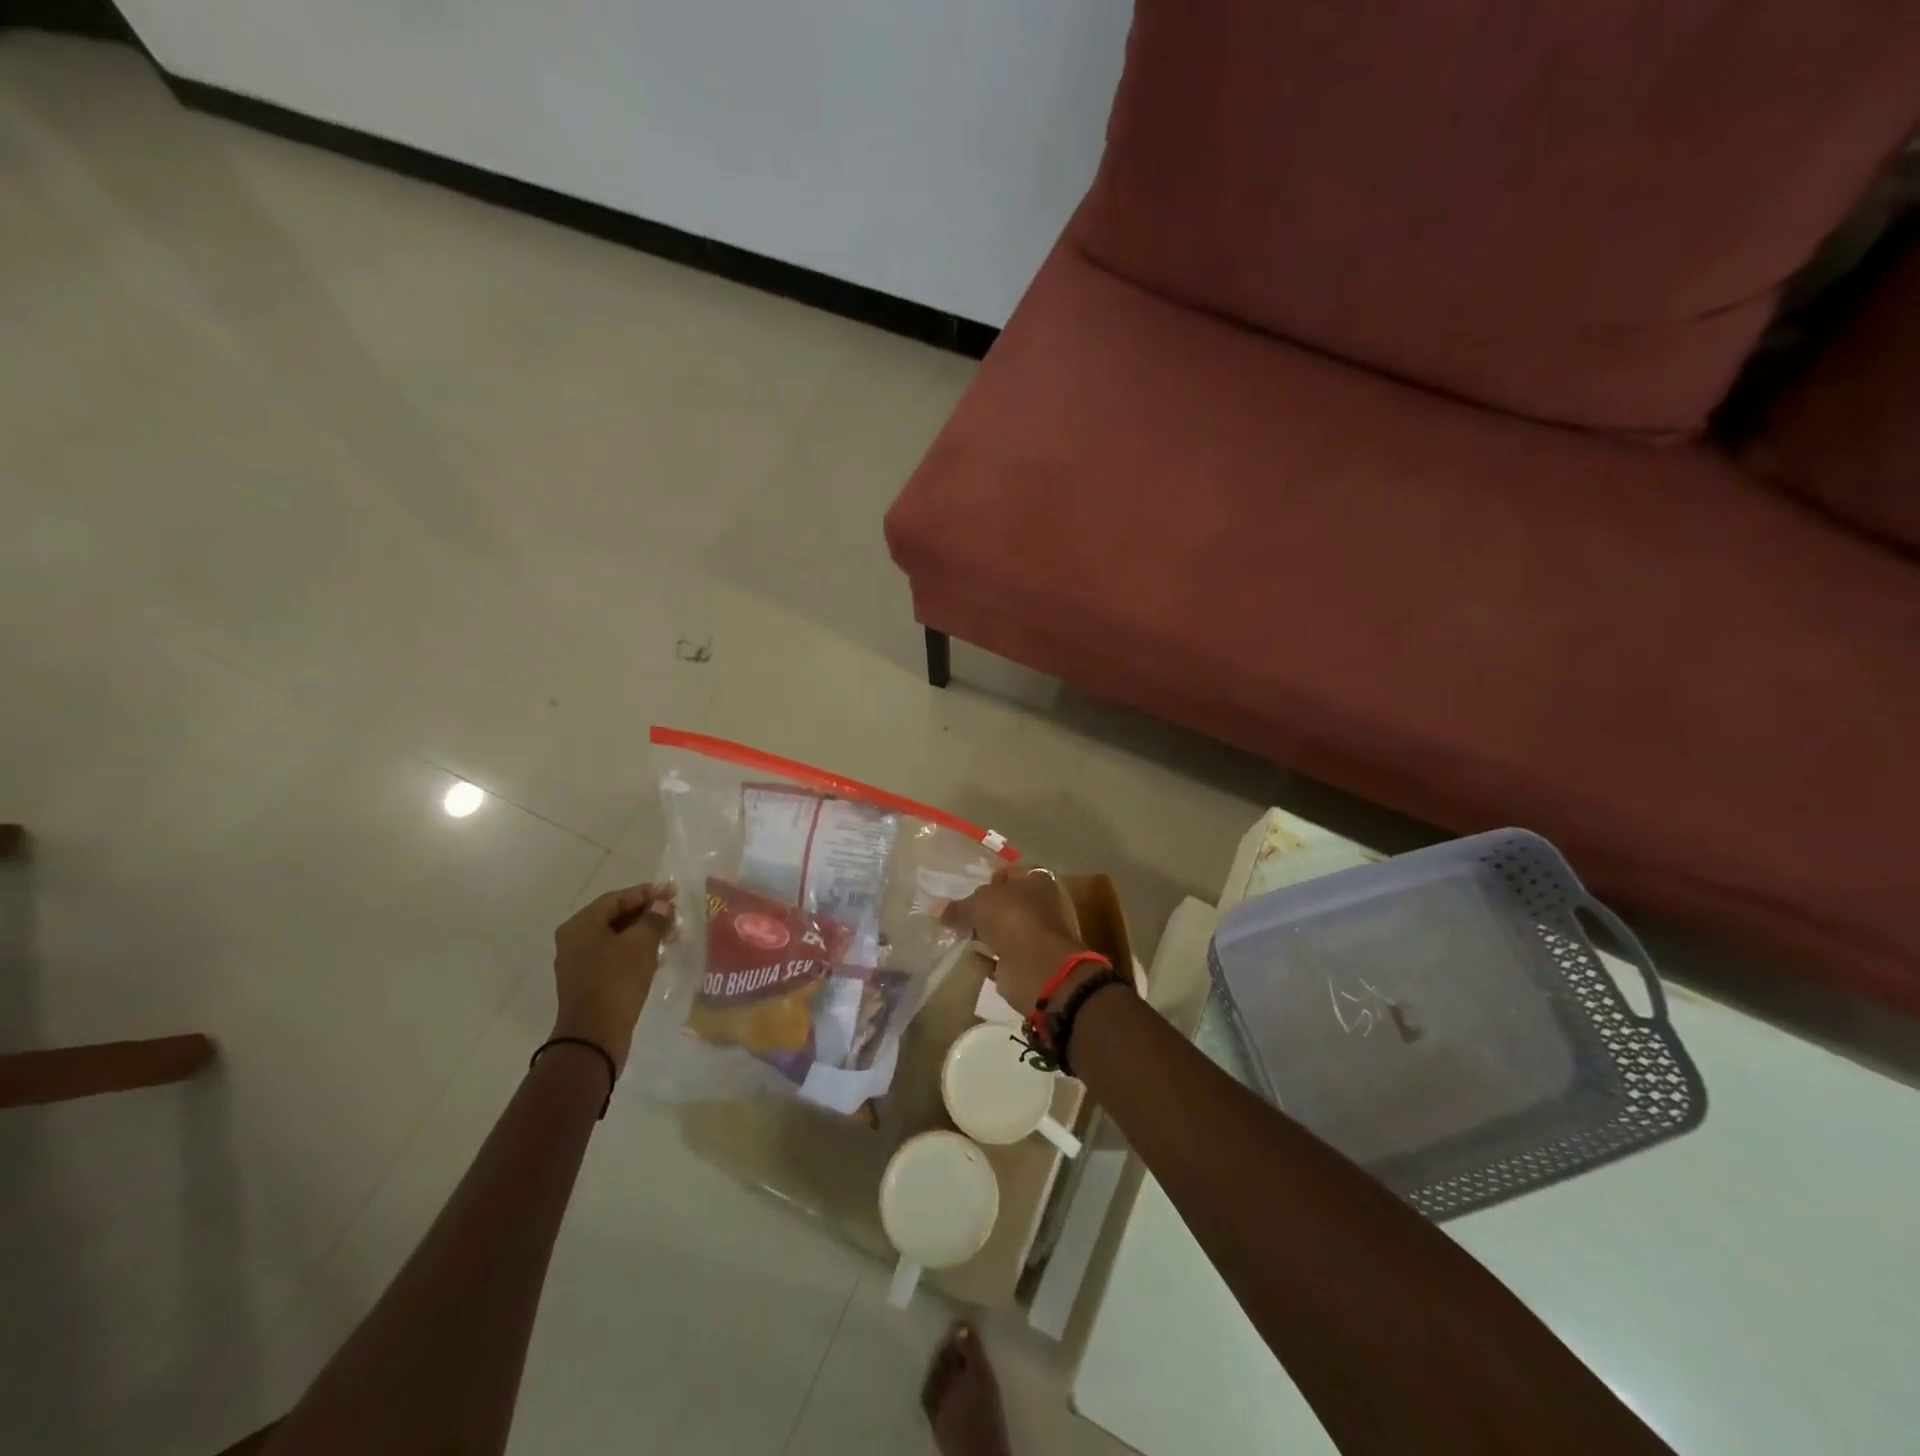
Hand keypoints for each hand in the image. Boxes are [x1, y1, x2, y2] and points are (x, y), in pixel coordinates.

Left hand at [551, 883, 675, 1074]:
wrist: (594, 1036)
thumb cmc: (616, 981)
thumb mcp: (641, 944)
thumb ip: (653, 919)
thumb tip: (661, 905)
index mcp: (580, 925)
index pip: (617, 898)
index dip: (646, 893)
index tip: (673, 894)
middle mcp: (574, 940)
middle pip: (614, 916)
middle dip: (645, 913)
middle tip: (673, 915)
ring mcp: (578, 963)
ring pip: (615, 937)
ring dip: (642, 933)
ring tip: (669, 935)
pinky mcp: (587, 982)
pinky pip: (613, 956)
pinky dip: (633, 951)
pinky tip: (655, 956)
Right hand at [940, 865, 1091, 1017]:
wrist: (1036, 966)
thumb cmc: (1012, 918)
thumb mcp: (978, 904)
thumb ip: (958, 907)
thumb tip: (938, 910)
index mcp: (1037, 881)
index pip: (1013, 873)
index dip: (992, 878)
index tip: (971, 887)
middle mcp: (1041, 906)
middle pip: (1008, 904)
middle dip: (986, 909)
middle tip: (961, 913)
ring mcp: (1036, 937)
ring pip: (1005, 931)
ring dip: (986, 934)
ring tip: (959, 935)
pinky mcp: (1028, 963)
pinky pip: (1002, 958)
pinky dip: (987, 958)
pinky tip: (970, 957)